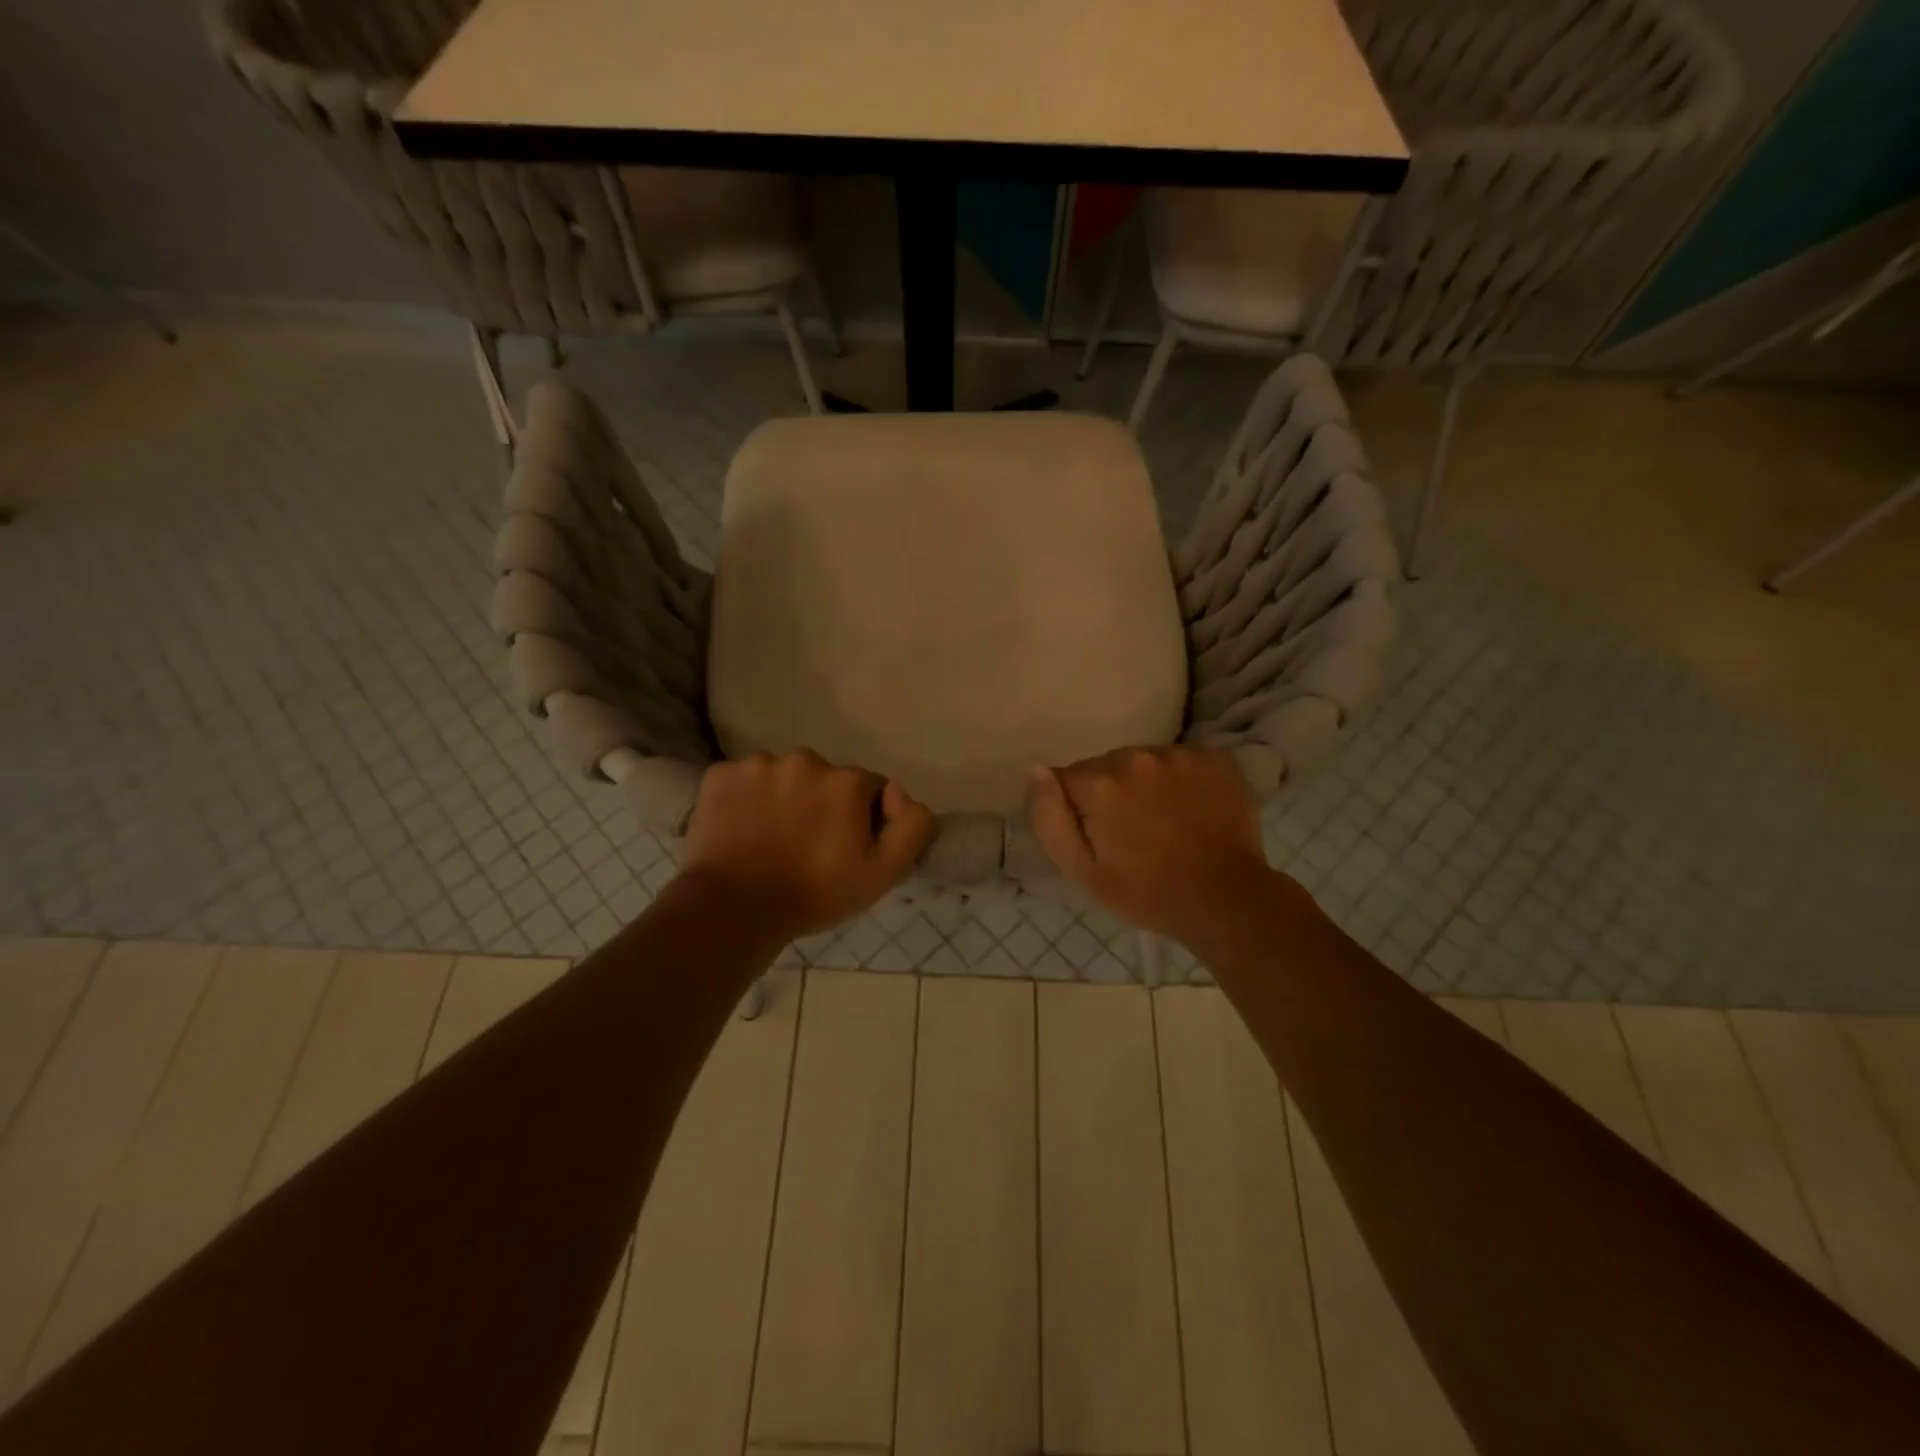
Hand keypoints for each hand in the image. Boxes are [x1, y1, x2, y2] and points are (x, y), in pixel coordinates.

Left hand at [681, 749, 934, 939]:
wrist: (733, 909)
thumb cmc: (814, 894)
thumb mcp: (884, 873)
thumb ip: (912, 825)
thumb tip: (898, 793)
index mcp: (847, 781)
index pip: (869, 789)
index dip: (863, 819)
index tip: (846, 849)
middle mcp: (805, 760)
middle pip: (825, 779)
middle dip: (822, 804)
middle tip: (807, 846)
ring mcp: (758, 764)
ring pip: (782, 777)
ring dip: (783, 799)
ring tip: (770, 840)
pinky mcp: (720, 774)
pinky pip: (743, 780)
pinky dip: (745, 799)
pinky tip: (742, 830)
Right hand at [1027, 746, 1288, 943]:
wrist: (1225, 899)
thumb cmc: (1145, 893)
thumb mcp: (1081, 870)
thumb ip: (1050, 818)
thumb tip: (1036, 771)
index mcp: (1099, 783)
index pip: (1068, 778)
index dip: (1078, 808)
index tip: (1098, 836)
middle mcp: (1136, 757)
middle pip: (1108, 766)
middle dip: (1112, 792)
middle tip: (1133, 833)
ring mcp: (1179, 754)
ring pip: (1145, 761)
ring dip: (1147, 784)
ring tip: (1165, 821)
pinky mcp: (1214, 757)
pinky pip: (1182, 760)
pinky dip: (1182, 779)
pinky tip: (1191, 809)